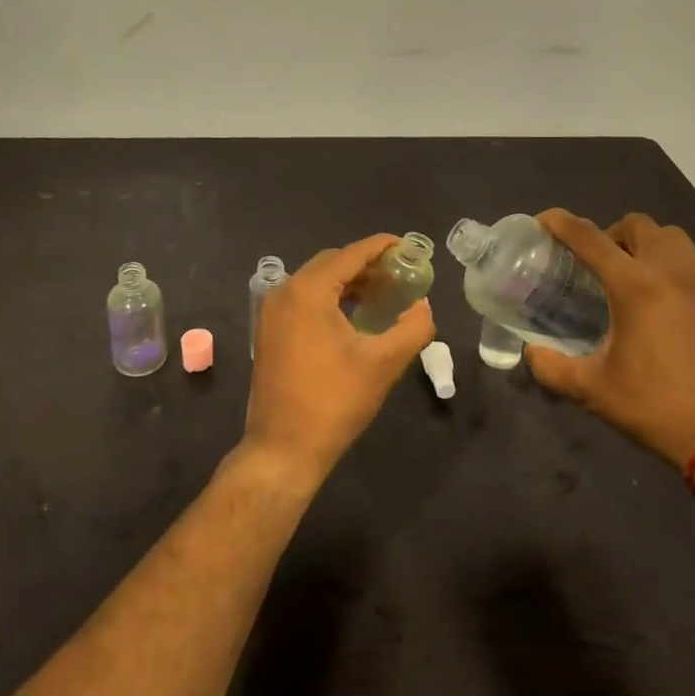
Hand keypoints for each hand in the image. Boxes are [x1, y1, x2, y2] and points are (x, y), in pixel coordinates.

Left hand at [244, 234, 436, 484]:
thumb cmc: (334, 402)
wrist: (283, 449)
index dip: (382, 247)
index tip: (409, 248)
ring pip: (317, 281)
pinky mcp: (270, 330)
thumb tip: (424, 306)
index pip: (351, 254)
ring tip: (384, 294)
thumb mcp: (383, 363)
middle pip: (332, 262)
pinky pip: (304, 299)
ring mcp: (272, 311)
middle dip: (367, 264)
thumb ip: (412, 327)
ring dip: (350, 282)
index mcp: (308, 290)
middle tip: (401, 275)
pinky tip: (355, 315)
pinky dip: (331, 298)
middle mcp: (284, 291)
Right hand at [525, 209, 694, 470]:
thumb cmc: (658, 409)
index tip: (543, 221)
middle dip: (612, 233)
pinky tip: (688, 296)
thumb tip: (530, 353)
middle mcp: (673, 272)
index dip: (561, 222)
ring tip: (640, 273)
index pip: (589, 238)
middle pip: (638, 225)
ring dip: (652, 246)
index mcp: (634, 286)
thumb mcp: (594, 391)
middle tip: (598, 262)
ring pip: (676, 239)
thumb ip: (552, 368)